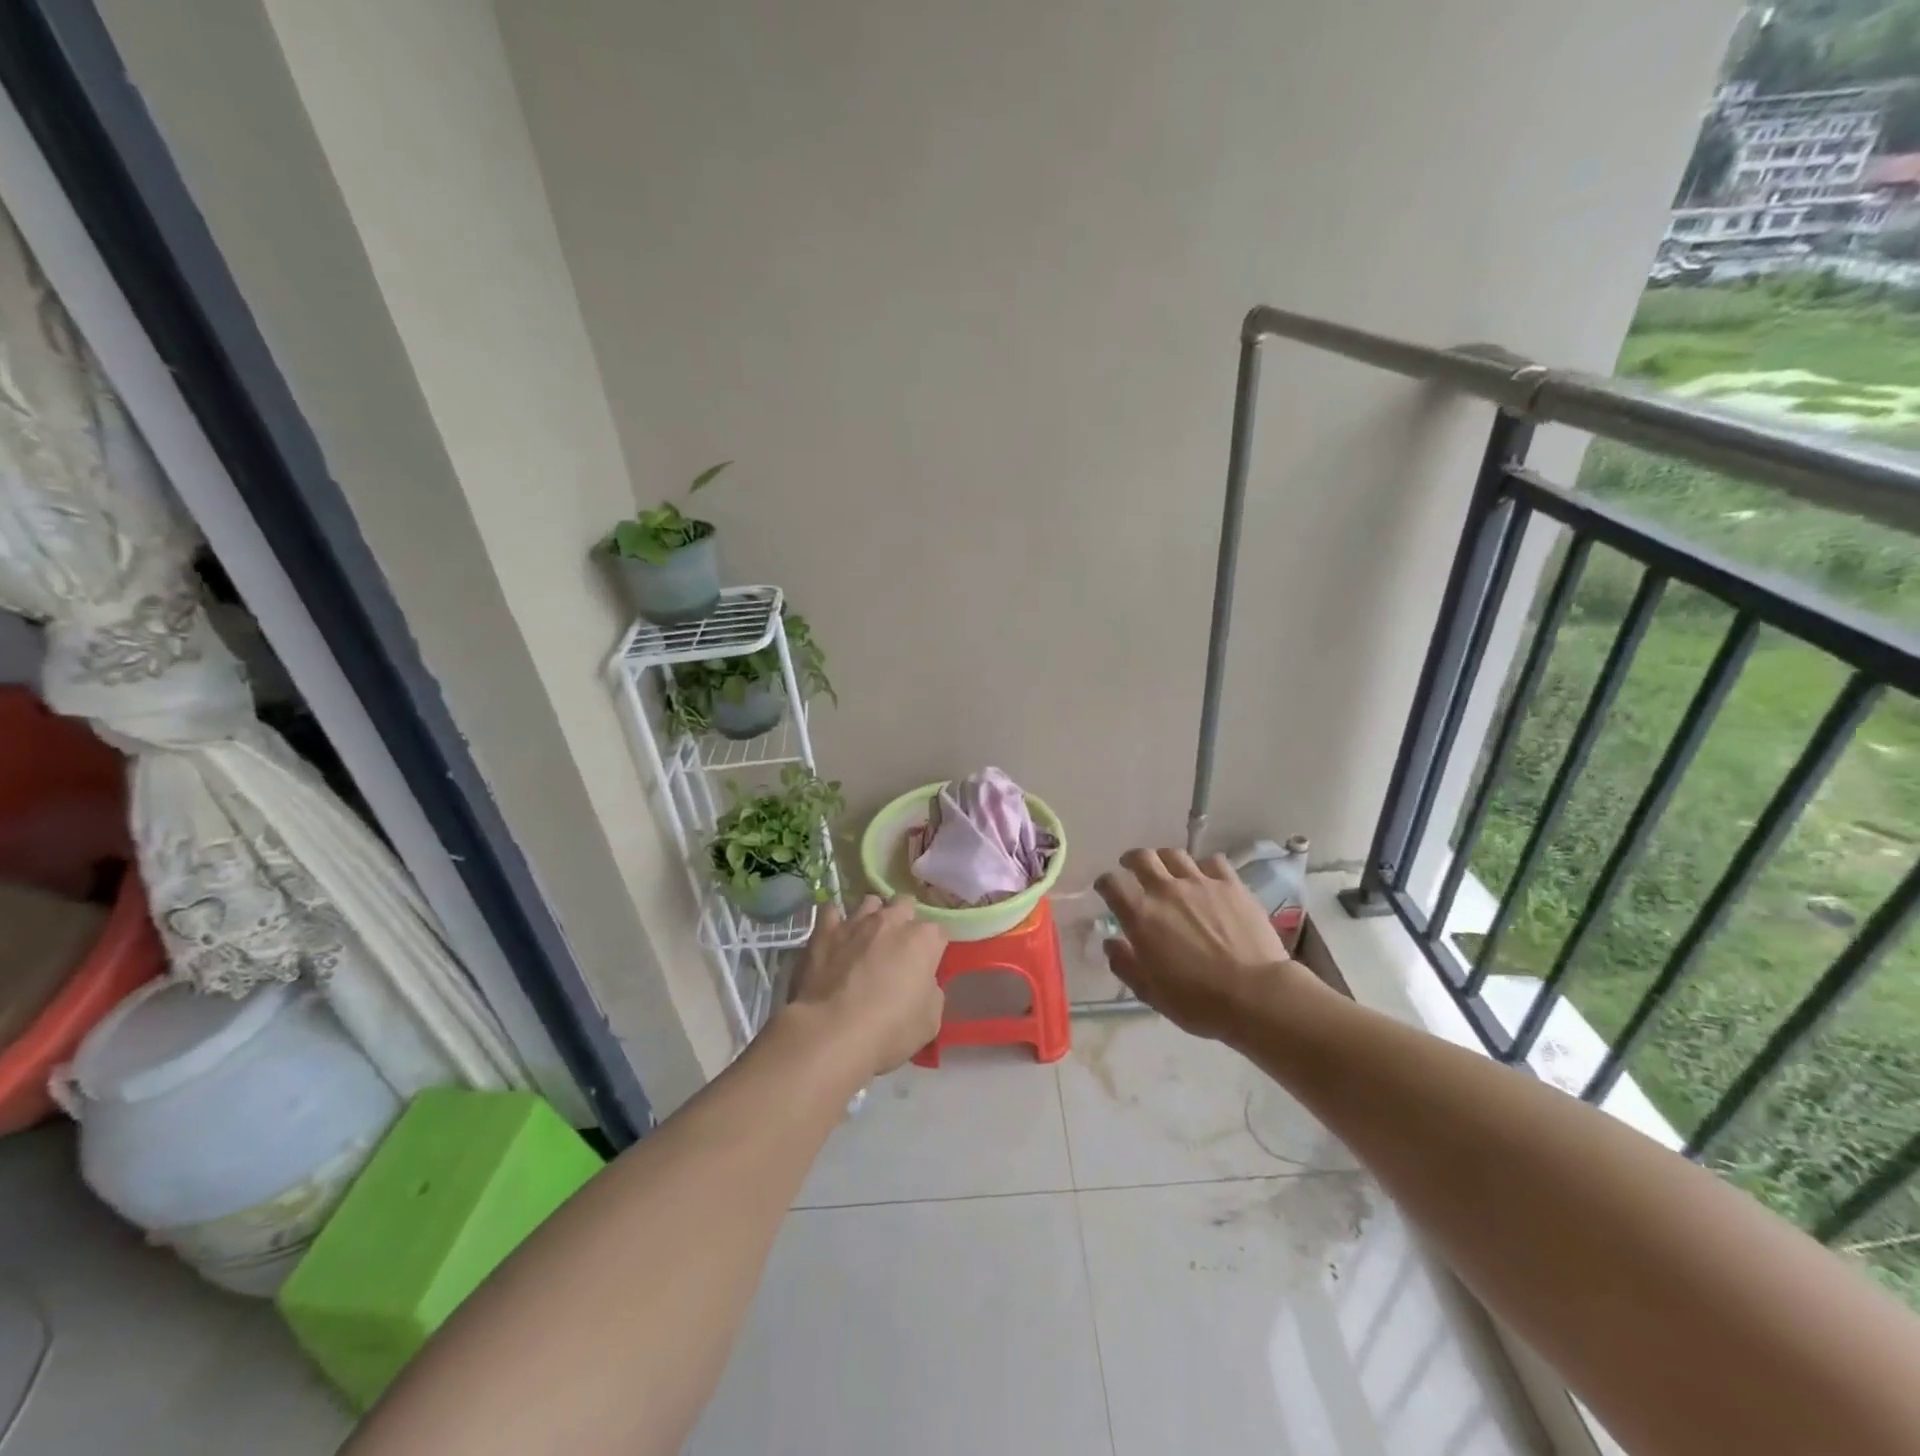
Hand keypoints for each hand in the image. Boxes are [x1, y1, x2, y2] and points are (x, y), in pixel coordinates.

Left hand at [785, 896, 946, 1078]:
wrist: (832, 1033)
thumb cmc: (889, 1030)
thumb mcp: (930, 1021)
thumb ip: (931, 992)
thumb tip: (923, 983)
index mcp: (923, 940)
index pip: (938, 932)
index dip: (933, 950)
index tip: (926, 967)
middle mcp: (891, 921)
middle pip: (905, 905)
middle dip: (905, 921)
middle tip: (898, 948)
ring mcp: (856, 922)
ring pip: (870, 902)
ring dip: (873, 916)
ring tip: (867, 938)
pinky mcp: (824, 931)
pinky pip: (831, 911)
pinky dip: (835, 921)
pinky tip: (836, 936)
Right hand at [1094, 848, 1319, 1042]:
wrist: (1255, 995)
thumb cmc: (1198, 1001)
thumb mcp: (1150, 993)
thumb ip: (1125, 964)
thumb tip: (1111, 943)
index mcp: (1140, 915)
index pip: (1112, 884)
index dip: (1105, 884)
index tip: (1106, 889)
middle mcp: (1166, 890)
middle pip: (1142, 857)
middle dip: (1132, 860)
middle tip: (1132, 867)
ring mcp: (1201, 883)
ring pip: (1175, 854)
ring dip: (1165, 859)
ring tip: (1167, 869)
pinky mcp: (1231, 884)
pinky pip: (1212, 862)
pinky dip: (1203, 866)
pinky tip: (1206, 878)